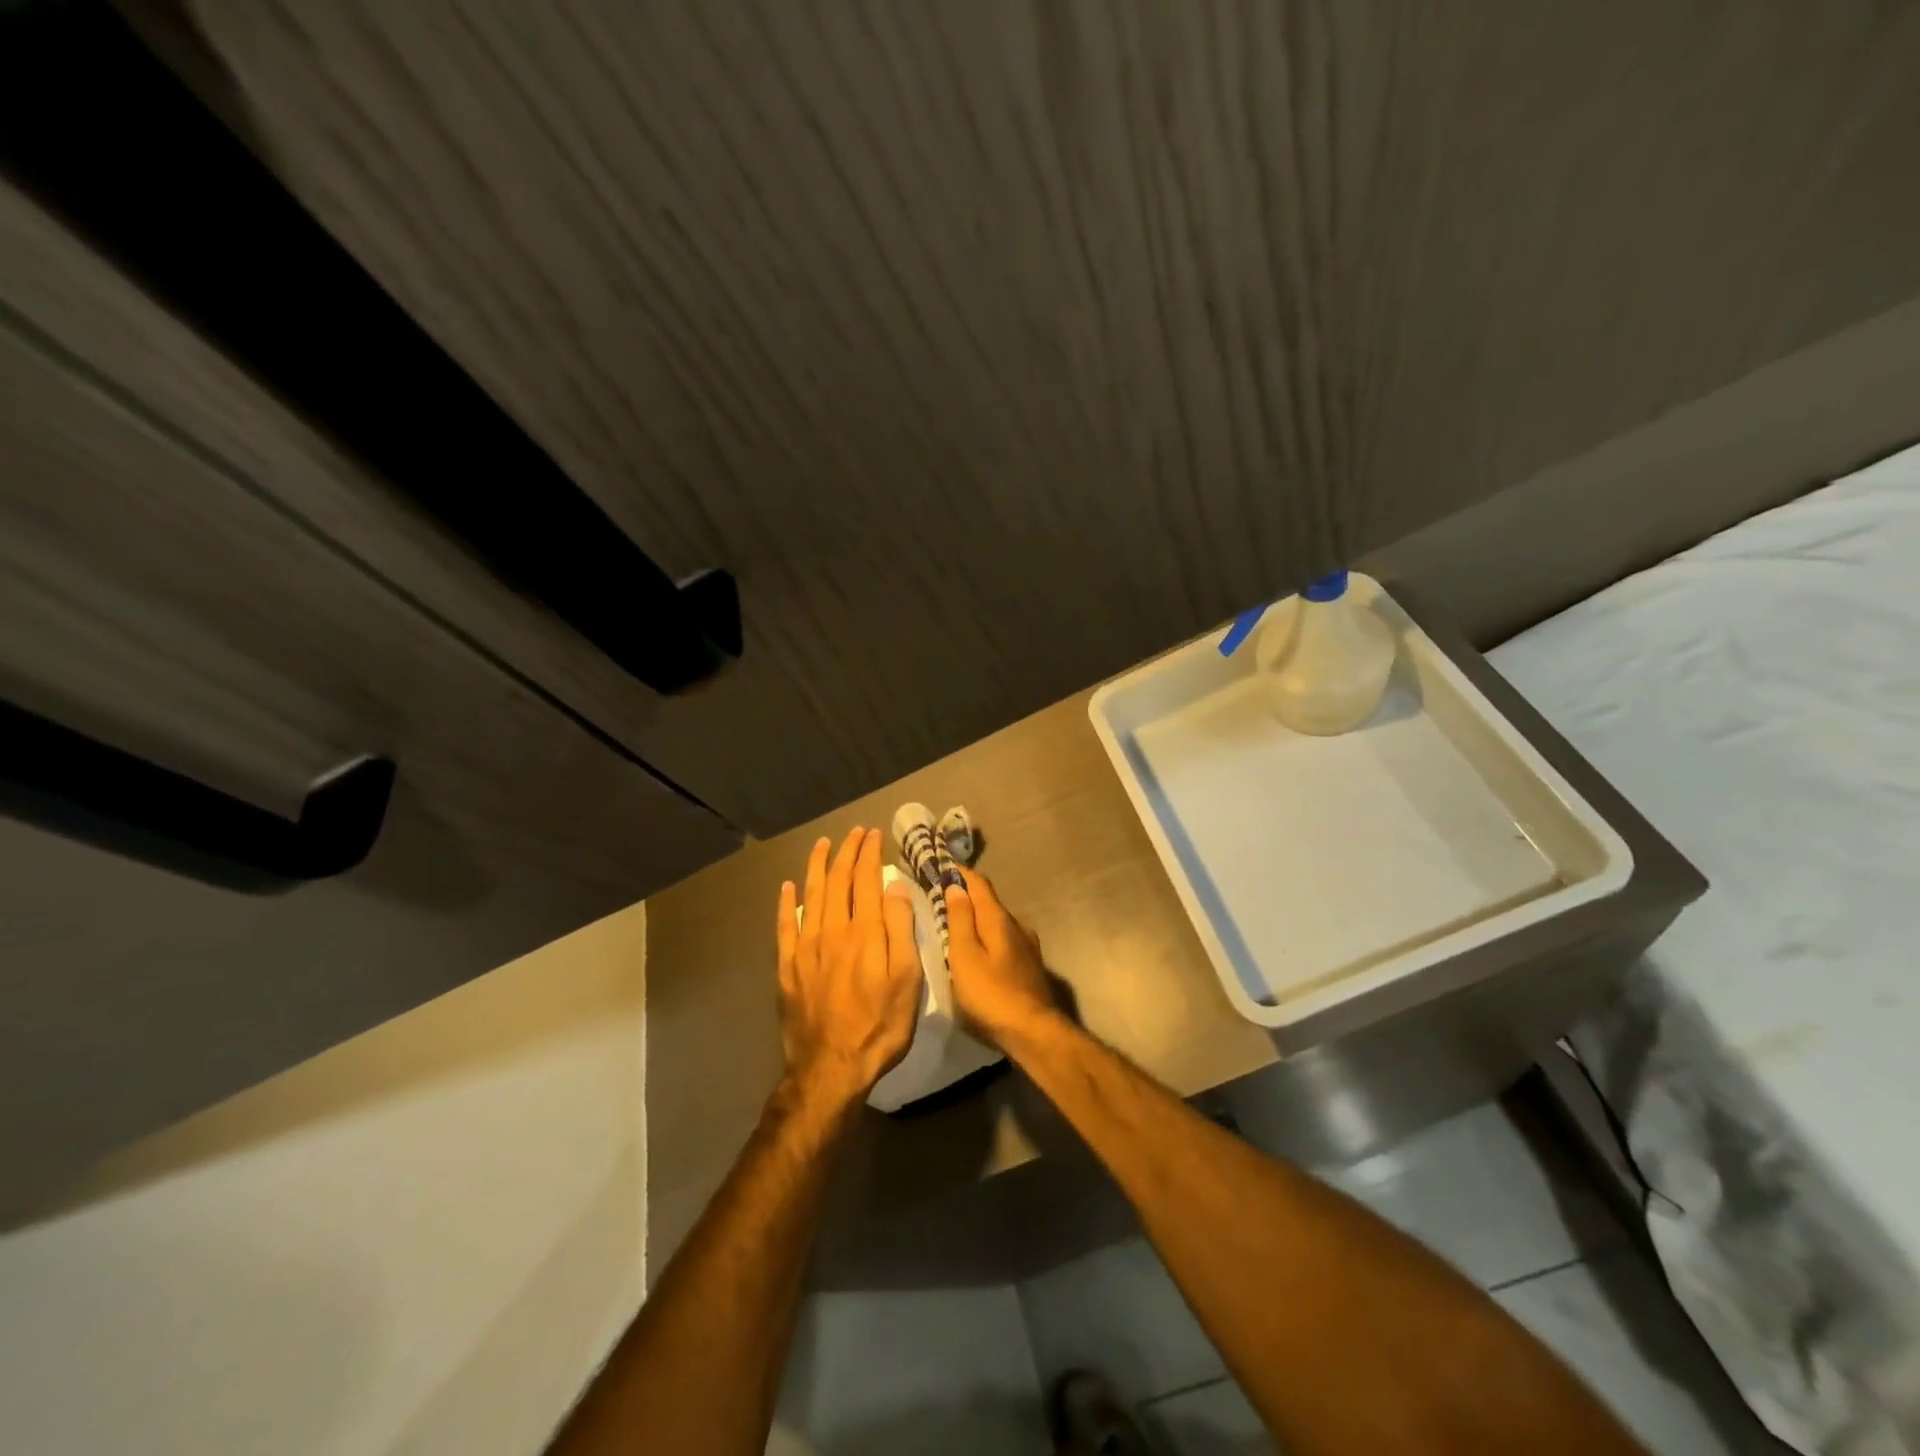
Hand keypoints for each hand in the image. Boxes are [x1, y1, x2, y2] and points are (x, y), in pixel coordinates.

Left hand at [776, 827, 922, 1108]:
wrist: (831, 1068)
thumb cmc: (880, 1025)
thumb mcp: (907, 980)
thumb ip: (900, 929)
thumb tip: (895, 886)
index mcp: (865, 932)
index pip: (866, 880)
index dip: (869, 854)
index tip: (874, 835)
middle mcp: (832, 930)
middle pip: (838, 881)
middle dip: (846, 852)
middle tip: (854, 833)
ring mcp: (806, 947)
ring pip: (811, 895)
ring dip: (817, 866)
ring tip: (822, 844)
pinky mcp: (788, 967)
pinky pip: (785, 926)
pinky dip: (786, 903)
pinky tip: (788, 888)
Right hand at [944, 868, 1059, 1045]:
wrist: (1033, 1032)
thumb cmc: (990, 994)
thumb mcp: (964, 956)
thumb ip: (959, 920)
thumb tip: (956, 885)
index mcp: (998, 919)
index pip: (979, 883)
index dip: (959, 873)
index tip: (941, 866)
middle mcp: (1017, 925)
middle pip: (989, 902)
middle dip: (966, 897)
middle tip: (941, 898)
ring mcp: (1027, 946)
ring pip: (997, 923)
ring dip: (977, 919)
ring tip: (955, 926)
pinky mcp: (1029, 965)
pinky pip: (1003, 940)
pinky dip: (987, 937)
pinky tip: (978, 952)